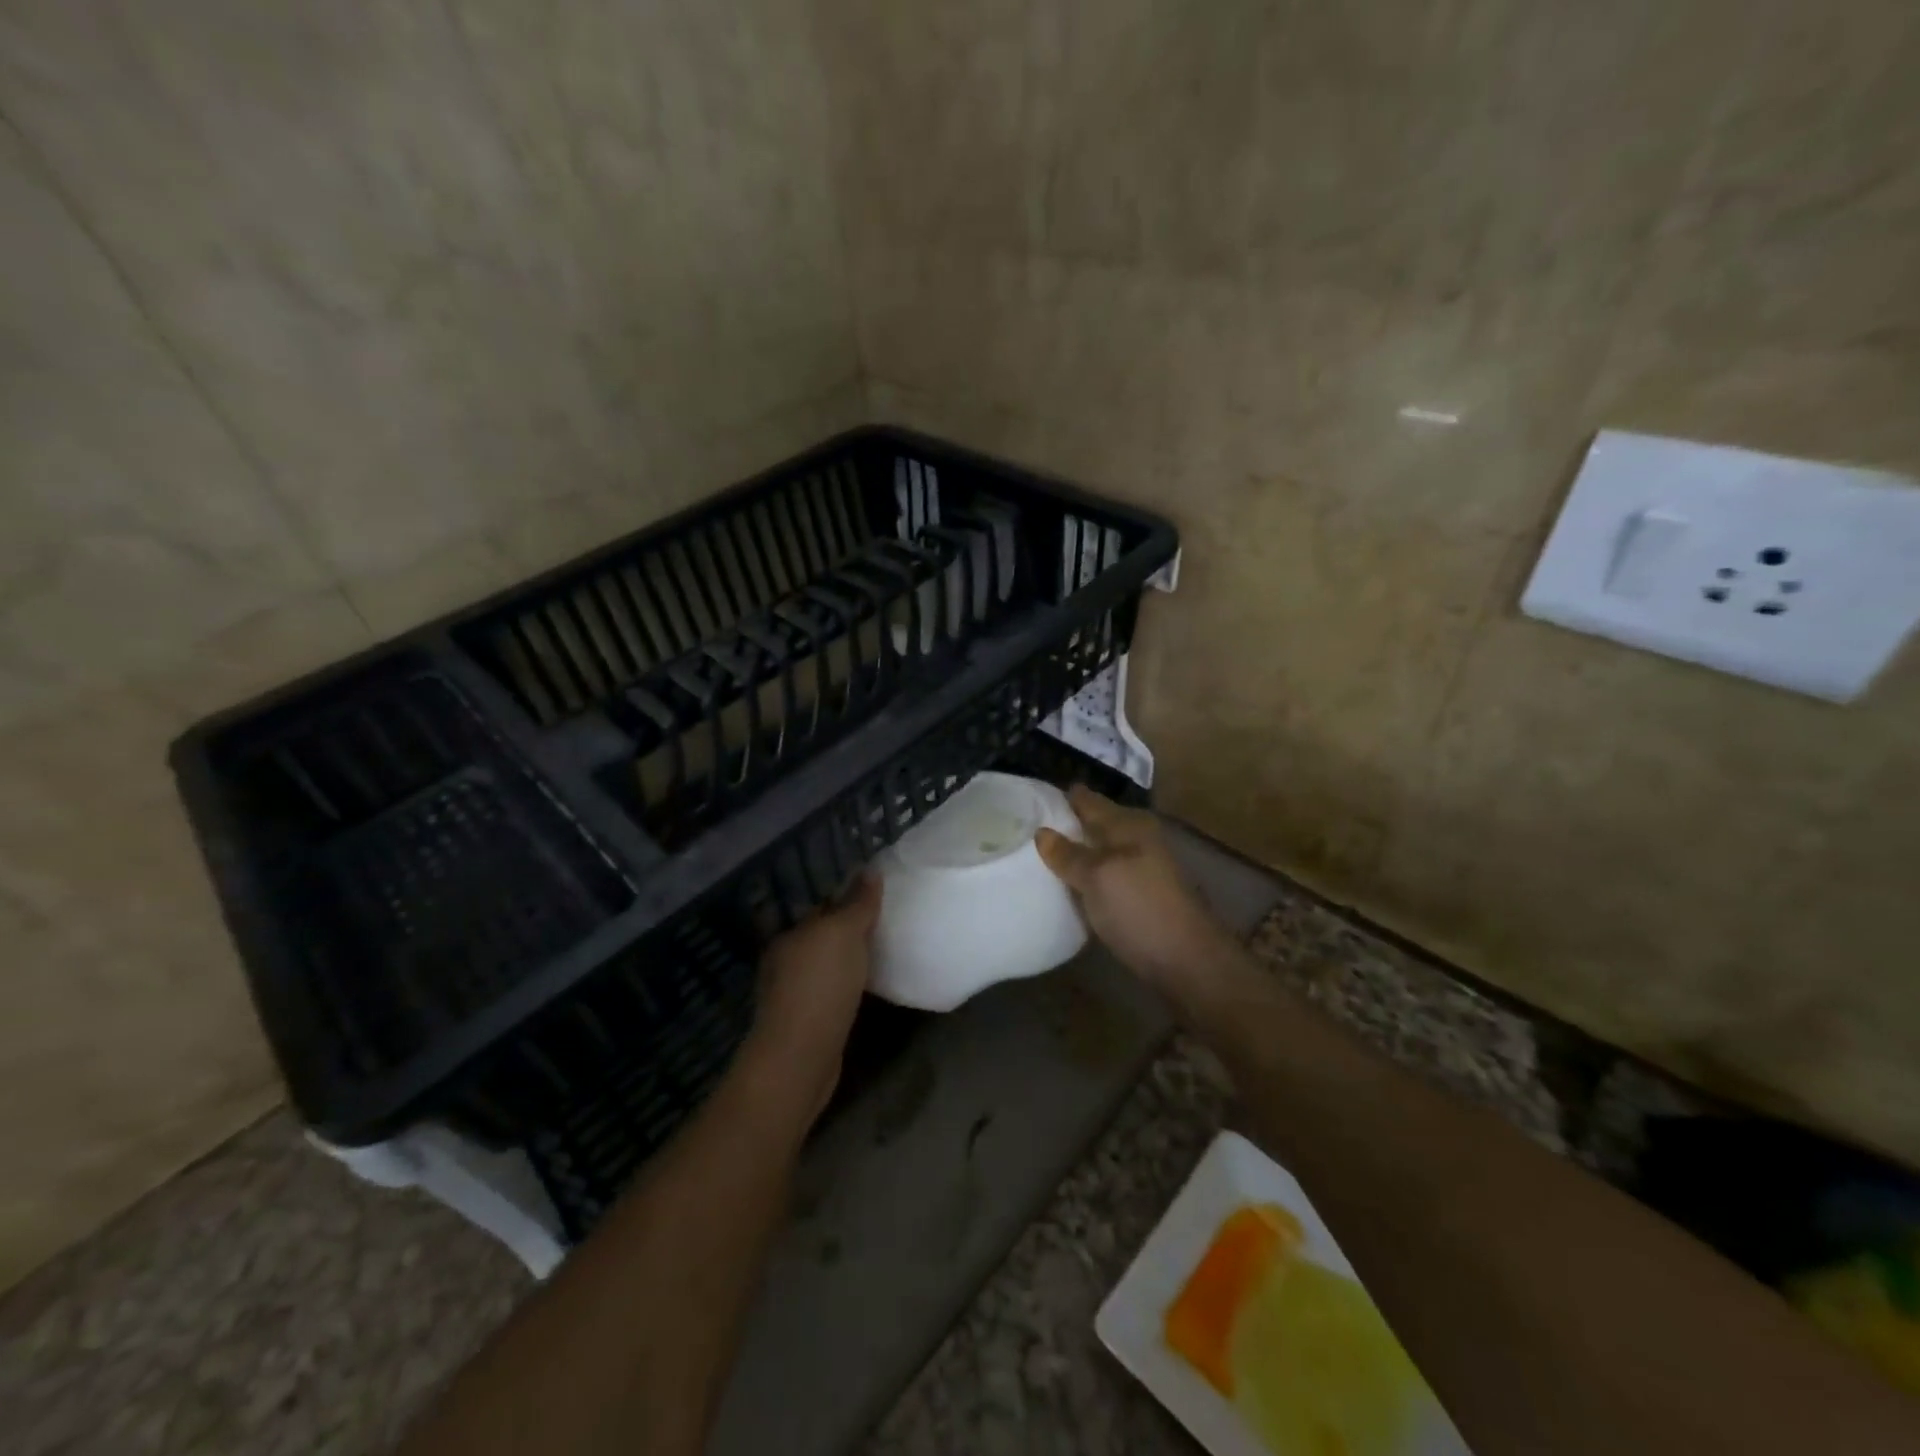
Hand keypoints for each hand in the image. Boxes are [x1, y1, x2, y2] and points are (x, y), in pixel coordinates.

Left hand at [740, 874, 881, 1117]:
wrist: (802, 1056)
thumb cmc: (820, 985)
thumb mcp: (843, 933)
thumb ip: (857, 903)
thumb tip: (870, 870)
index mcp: (789, 936)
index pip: (820, 908)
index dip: (847, 899)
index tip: (877, 895)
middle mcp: (786, 962)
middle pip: (823, 937)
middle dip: (848, 929)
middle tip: (887, 920)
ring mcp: (795, 995)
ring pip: (828, 966)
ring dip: (849, 959)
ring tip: (883, 951)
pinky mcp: (809, 1023)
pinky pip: (834, 992)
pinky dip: (850, 985)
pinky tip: (869, 986)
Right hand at [1036, 786, 1238, 992]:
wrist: (1187, 960)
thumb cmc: (1139, 908)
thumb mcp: (1097, 877)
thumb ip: (1069, 854)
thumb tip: (1042, 832)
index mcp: (1128, 824)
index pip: (1087, 800)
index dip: (1061, 798)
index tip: (1028, 799)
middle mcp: (1137, 838)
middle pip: (1095, 823)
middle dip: (1066, 824)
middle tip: (1026, 828)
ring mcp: (1141, 867)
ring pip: (1100, 849)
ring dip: (1076, 851)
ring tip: (1039, 856)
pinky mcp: (1141, 895)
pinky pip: (1105, 874)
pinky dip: (1087, 874)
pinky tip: (1069, 884)